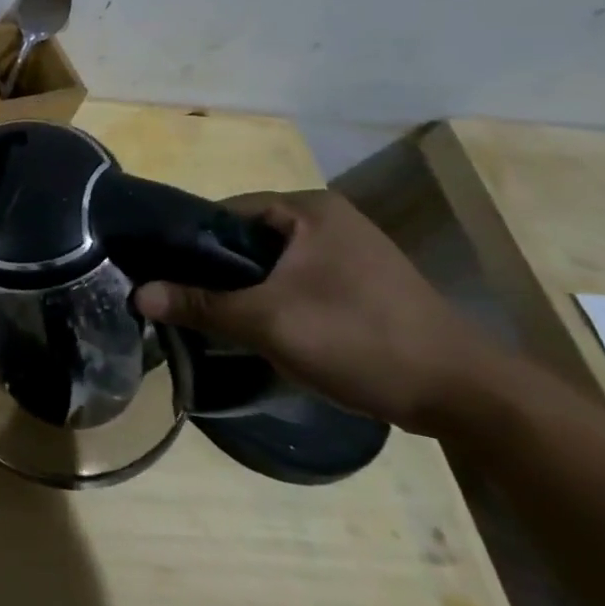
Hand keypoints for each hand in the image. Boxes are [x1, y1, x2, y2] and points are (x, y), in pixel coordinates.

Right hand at [134, 190, 509, 435]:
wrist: (467, 396)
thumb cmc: (361, 339)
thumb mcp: (268, 322)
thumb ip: (200, 304)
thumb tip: (136, 293)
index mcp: (308, 209)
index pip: (225, 213)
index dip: (189, 242)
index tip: (161, 273)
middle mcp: (328, 219)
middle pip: (247, 239)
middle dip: (215, 270)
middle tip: (184, 301)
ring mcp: (350, 251)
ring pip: (271, 264)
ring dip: (244, 289)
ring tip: (214, 317)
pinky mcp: (362, 283)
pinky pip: (297, 280)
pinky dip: (275, 299)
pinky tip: (261, 328)